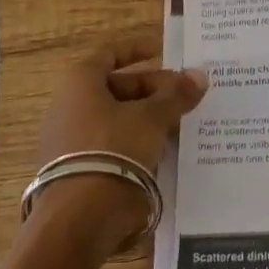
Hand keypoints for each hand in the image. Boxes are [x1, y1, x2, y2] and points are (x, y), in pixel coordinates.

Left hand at [28, 39, 206, 258]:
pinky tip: (165, 151)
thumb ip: (177, 96)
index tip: (165, 52)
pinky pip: (113, 145)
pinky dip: (138, 142)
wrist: (80, 218)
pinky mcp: (79, 169)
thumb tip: (199, 76)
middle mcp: (69, 106)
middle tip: (186, 97)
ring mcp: (71, 140)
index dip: (138, 49)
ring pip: (118, 119)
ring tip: (182, 124)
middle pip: (118, 88)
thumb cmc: (114, 149)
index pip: (110, 54)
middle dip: (154, 90)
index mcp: (80, 83)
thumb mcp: (153, 118)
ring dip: (149, 118)